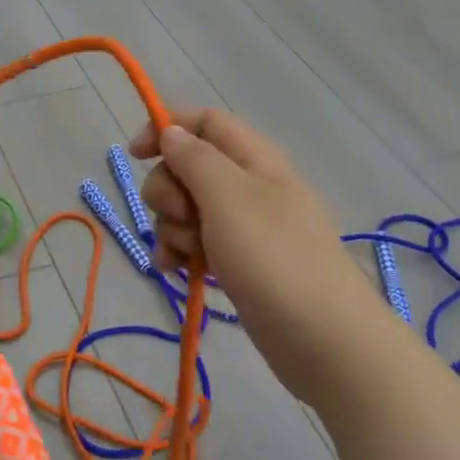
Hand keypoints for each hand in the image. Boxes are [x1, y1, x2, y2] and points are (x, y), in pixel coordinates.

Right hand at [130, 109, 380, 404]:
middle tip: (184, 218)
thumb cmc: (274, 257)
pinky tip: (176, 272)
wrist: (324, 338)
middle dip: (169, 191)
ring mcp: (244, 226)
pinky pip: (196, 244)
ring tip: (189, 256)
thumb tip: (172, 131)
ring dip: (173, 228)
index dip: (167, 129)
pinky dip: (181, 253)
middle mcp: (248, 185)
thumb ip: (195, 158)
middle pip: (187, 167)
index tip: (135, 155)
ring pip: (186, 209)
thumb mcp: (229, 196)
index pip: (204, 122)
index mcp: (253, 158)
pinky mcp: (239, 262)